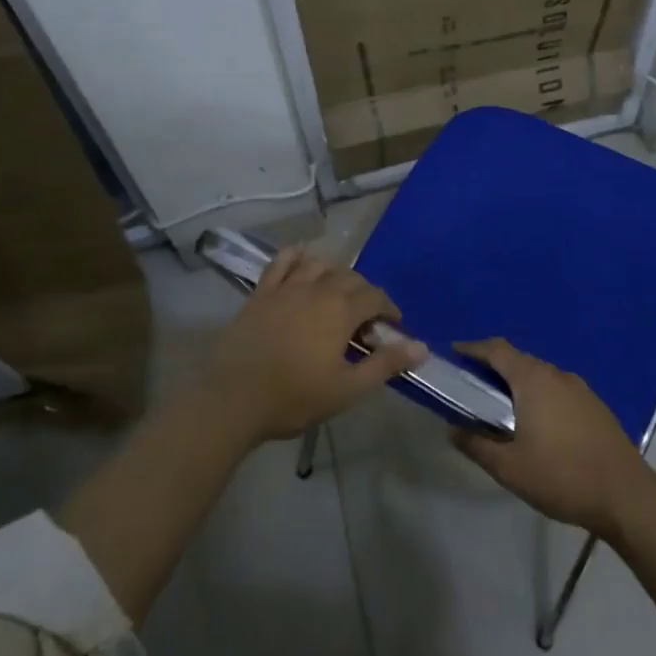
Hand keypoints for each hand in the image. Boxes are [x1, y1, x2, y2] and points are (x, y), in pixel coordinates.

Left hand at [204, 247, 424, 443]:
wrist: (233, 399)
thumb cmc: (294, 397)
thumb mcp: (347, 388)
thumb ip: (385, 364)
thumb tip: (422, 347)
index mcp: (341, 310)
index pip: (375, 297)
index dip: (389, 309)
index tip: (392, 328)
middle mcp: (317, 289)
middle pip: (350, 277)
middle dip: (365, 294)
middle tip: (365, 321)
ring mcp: (286, 287)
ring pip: (319, 264)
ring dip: (335, 273)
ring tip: (338, 293)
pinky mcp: (261, 293)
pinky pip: (281, 262)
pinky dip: (296, 256)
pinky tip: (303, 260)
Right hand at [451, 338, 654, 534]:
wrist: (626, 496)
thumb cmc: (561, 476)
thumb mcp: (509, 468)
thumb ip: (476, 445)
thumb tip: (452, 429)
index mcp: (533, 380)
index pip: (496, 349)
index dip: (472, 348)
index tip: (454, 354)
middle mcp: (556, 374)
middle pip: (518, 360)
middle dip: (493, 368)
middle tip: (472, 388)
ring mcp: (580, 389)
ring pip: (540, 376)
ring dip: (518, 384)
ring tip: (501, 409)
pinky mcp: (595, 406)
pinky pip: (558, 390)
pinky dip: (540, 396)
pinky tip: (537, 424)